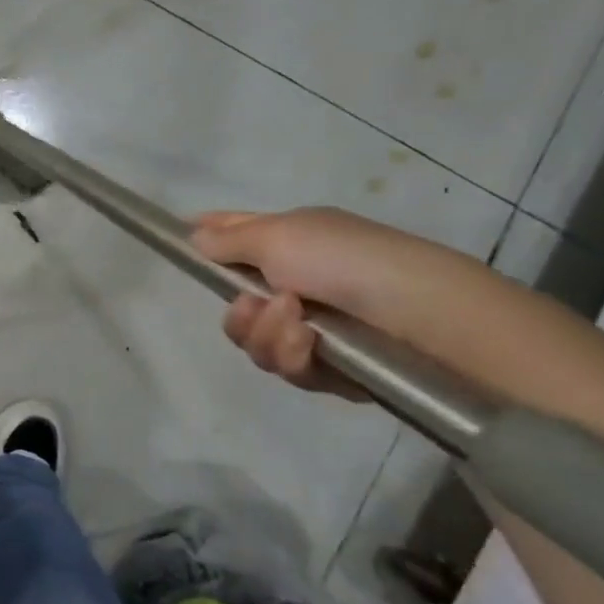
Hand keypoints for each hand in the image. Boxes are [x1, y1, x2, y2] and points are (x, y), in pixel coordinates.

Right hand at [189, 207, 458, 400]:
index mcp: (290, 243)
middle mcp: (297, 284)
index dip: (208, 238)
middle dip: (241, 314)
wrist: (419, 316)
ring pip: (256, 343)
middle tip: (256, 306)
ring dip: (268, 334)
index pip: (237, 235)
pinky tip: (312, 346)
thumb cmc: (344, 260)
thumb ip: (229, 240)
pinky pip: (286, 367)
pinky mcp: (328, 369)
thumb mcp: (278, 236)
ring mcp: (312, 328)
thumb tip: (194, 236)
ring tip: (299, 326)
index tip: (184, 244)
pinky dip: (293, 356)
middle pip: (237, 307)